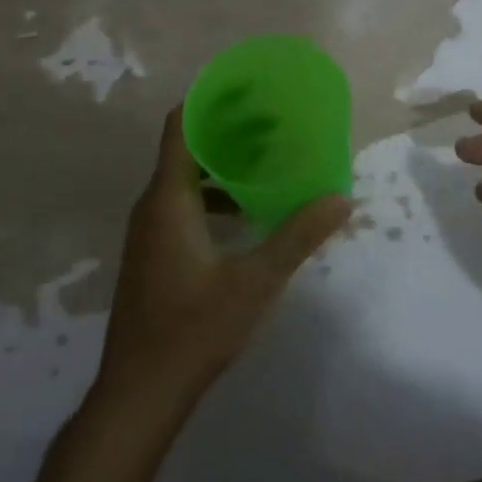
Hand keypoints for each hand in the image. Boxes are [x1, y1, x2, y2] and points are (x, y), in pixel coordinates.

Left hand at [93, 107, 350, 422]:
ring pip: (184, 181)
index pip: (180, 126)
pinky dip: (212, 197)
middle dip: (227, 132)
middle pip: (186, 149)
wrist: (140, 392)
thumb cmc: (194, 329)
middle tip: (272, 123)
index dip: (208, 101)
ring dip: (221, 167)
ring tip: (265, 163)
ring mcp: (148, 232)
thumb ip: (298, 236)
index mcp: (168, 199)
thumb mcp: (255, 281)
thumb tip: (341, 198)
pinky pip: (182, 206)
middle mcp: (152, 206)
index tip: (246, 89)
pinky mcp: (152, 254)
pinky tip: (246, 216)